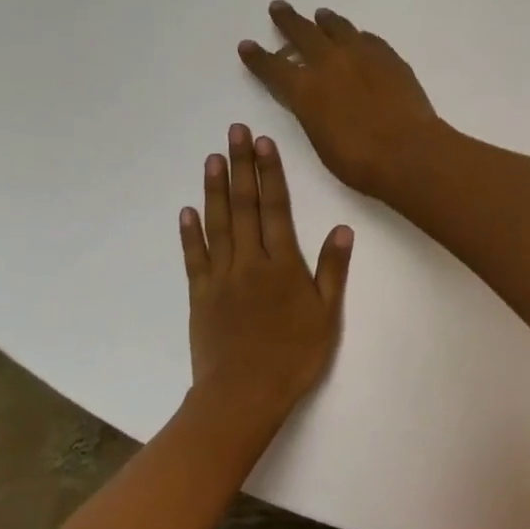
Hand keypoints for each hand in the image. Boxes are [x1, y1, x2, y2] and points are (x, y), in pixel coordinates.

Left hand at [180, 124, 351, 417]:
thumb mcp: (327, 315)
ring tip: (212, 158)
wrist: (243, 396)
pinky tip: (188, 210)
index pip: (276, 208)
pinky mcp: (200, 296)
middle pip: (245, 206)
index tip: (263, 143)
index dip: (270, 173)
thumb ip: (332, 270)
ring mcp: (221, 277)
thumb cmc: (294, 356)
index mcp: (282, 264)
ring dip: (215, 189)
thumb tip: (342, 228)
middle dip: (240, 166)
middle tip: (234, 132)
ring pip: (218, 224)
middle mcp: (250, 261)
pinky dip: (190, 233)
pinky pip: (195, 258)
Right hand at [238, 2, 446, 198]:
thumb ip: (312, 111)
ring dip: (325, 21)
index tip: (247, 45)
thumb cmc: (359, 160)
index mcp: (305, 89)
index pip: (272, 67)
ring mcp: (362, 55)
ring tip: (321, 15)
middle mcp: (329, 63)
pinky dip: (357, 36)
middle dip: (288, 20)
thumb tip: (313, 96)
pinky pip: (368, 39)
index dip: (258, 56)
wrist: (408, 150)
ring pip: (338, 28)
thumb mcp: (320, 139)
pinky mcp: (389, 57)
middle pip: (303, 33)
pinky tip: (358, 37)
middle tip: (279, 7)